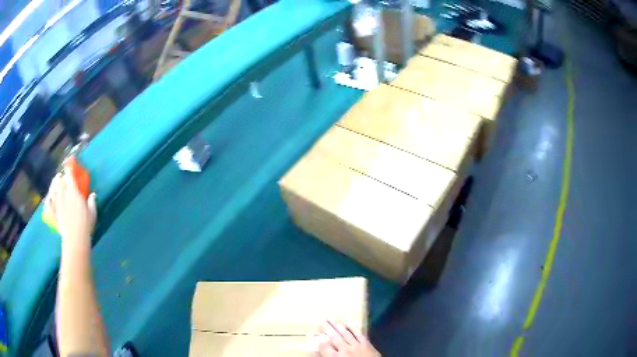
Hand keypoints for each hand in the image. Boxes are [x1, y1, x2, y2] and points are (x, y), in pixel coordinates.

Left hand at [46, 171, 96, 247]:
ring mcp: (57, 204)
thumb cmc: (85, 225)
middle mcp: (63, 194)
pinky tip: (48, 197)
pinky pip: (48, 204)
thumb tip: (92, 195)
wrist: (75, 239)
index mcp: (73, 192)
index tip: (71, 165)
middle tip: (64, 175)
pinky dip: (47, 199)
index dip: (69, 168)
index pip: (69, 175)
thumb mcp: (92, 213)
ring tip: (56, 179)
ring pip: (53, 189)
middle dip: (62, 176)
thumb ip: (91, 202)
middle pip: (61, 180)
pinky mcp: (53, 214)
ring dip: (54, 183)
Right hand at [315, 320, 380, 356]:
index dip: (318, 342)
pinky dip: (353, 328)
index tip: (313, 336)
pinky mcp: (366, 344)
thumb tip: (316, 352)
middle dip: (327, 329)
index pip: (324, 347)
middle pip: (334, 337)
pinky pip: (359, 334)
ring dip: (337, 325)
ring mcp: (357, 345)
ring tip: (331, 318)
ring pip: (345, 333)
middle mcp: (345, 349)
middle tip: (321, 321)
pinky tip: (348, 323)